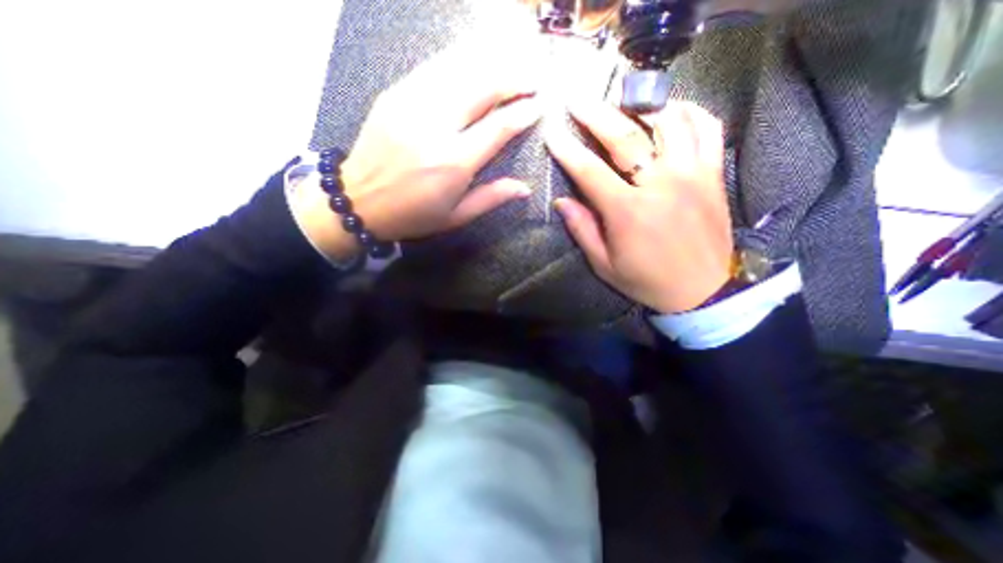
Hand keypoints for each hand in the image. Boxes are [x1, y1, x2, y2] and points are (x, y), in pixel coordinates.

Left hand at [289, 33, 543, 260]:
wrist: (358, 200)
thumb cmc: (412, 215)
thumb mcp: (455, 216)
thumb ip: (491, 198)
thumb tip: (525, 188)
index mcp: (453, 162)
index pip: (498, 127)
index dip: (522, 113)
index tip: (539, 105)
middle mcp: (435, 126)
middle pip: (482, 87)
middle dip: (513, 78)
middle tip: (533, 78)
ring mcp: (412, 104)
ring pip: (459, 68)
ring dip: (491, 62)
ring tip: (513, 61)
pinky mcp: (395, 94)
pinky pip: (434, 67)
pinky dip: (461, 60)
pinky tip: (476, 59)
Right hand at [545, 98, 734, 311]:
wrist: (703, 291)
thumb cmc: (647, 280)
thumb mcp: (604, 264)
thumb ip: (582, 230)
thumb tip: (561, 202)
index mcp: (628, 212)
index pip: (590, 171)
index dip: (567, 150)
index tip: (552, 133)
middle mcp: (660, 184)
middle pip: (625, 137)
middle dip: (595, 114)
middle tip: (577, 100)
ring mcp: (692, 174)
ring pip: (668, 121)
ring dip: (641, 106)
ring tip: (623, 101)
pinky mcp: (714, 174)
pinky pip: (708, 128)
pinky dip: (690, 112)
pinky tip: (672, 110)